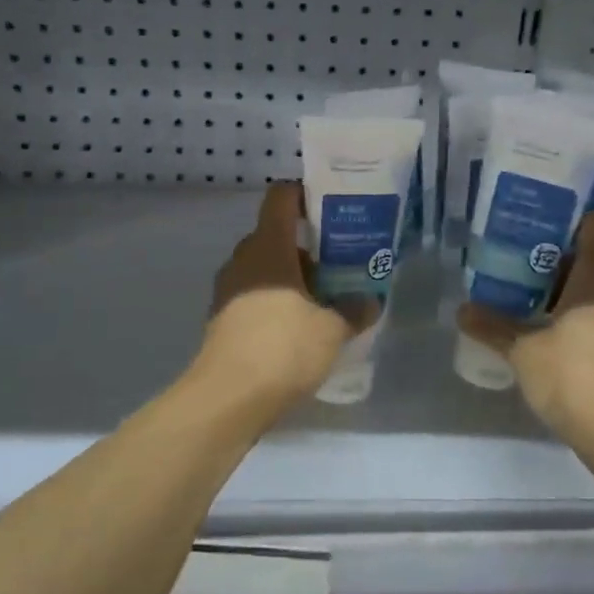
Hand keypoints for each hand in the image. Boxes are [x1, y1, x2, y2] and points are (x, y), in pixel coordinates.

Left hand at [198, 181, 376, 406]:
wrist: (228, 398)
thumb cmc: (283, 347)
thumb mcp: (332, 329)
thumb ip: (353, 310)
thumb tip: (371, 302)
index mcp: (268, 247)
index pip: (281, 198)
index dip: (304, 195)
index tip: (330, 209)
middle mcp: (243, 260)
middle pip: (275, 237)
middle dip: (307, 249)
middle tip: (339, 265)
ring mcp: (227, 291)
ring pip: (264, 270)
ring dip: (291, 279)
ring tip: (324, 302)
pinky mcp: (222, 320)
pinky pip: (253, 297)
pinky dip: (275, 303)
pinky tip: (298, 330)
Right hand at [458, 211, 593, 437]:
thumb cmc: (573, 376)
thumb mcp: (523, 351)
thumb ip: (493, 326)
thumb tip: (462, 310)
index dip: (573, 214)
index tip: (541, 215)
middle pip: (591, 257)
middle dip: (554, 256)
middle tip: (515, 256)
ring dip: (562, 288)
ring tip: (522, 292)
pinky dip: (574, 314)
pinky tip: (544, 328)